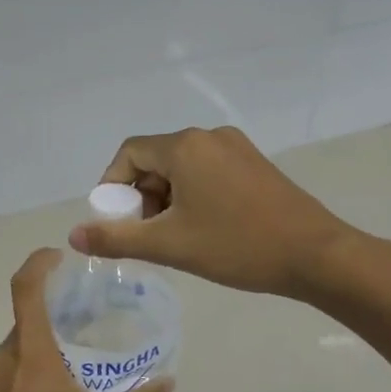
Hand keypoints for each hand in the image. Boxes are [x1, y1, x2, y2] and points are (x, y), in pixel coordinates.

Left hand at [0, 249, 171, 391]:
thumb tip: (169, 383)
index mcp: (30, 352)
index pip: (25, 288)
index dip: (39, 263)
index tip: (60, 256)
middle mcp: (5, 357)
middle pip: (27, 317)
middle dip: (56, 310)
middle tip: (89, 313)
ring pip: (21, 346)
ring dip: (47, 342)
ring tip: (80, 355)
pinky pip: (13, 370)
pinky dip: (35, 367)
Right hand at [69, 127, 351, 299]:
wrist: (317, 255)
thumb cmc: (237, 246)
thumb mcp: (170, 245)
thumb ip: (117, 238)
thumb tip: (74, 236)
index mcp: (185, 146)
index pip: (129, 154)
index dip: (113, 187)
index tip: (117, 222)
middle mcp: (208, 136)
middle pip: (156, 159)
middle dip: (142, 197)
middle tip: (148, 236)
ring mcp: (236, 148)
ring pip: (182, 168)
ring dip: (167, 199)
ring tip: (176, 238)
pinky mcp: (255, 163)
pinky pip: (208, 172)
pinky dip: (193, 195)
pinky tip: (205, 228)